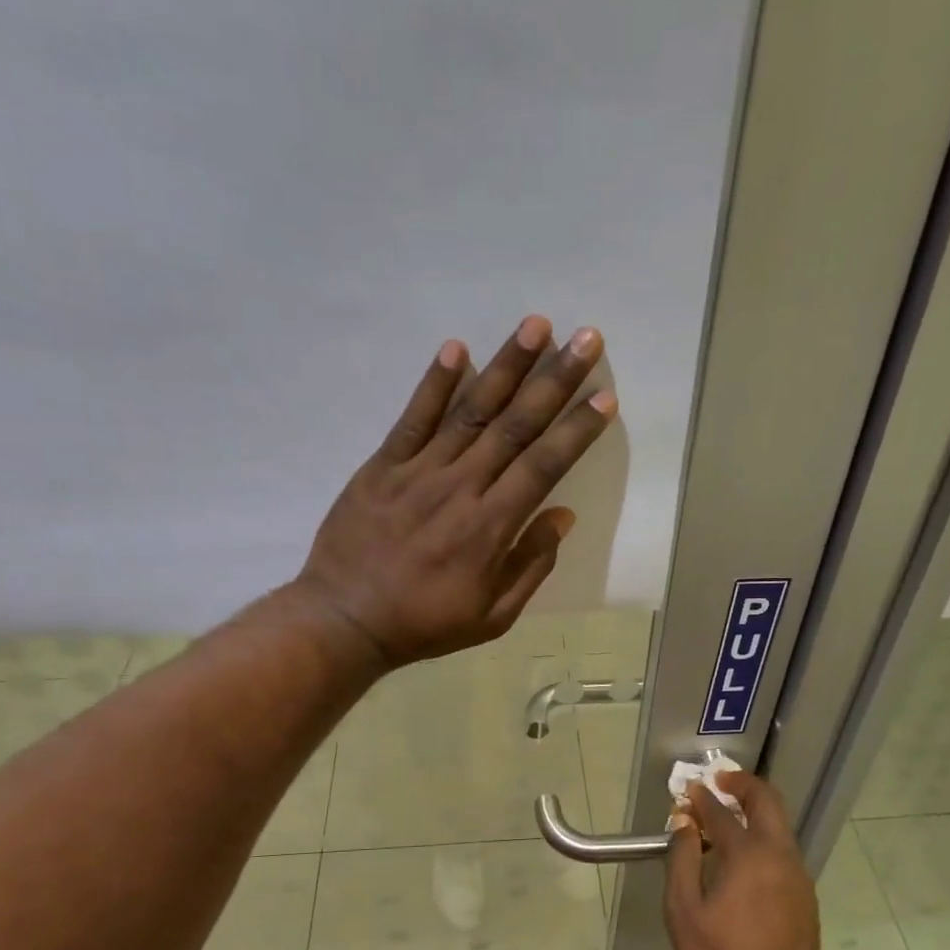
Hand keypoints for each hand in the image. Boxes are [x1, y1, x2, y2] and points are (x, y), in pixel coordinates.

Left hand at [293, 315, 616, 667]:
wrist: (345, 621)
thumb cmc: (424, 624)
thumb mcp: (492, 617)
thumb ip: (530, 566)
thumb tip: (562, 517)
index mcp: (491, 527)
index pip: (543, 466)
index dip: (576, 430)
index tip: (604, 398)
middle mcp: (460, 488)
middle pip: (515, 426)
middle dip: (554, 380)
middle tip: (586, 339)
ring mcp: (418, 472)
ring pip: (470, 411)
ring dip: (505, 366)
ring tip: (535, 325)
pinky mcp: (382, 467)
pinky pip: (412, 418)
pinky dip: (433, 383)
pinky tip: (457, 348)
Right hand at [664, 771, 822, 949]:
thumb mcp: (684, 910)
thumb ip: (682, 859)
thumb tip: (684, 823)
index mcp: (749, 854)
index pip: (721, 812)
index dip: (701, 797)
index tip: (687, 790)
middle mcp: (780, 855)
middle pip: (768, 801)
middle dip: (743, 784)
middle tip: (720, 781)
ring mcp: (798, 875)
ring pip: (780, 826)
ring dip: (755, 812)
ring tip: (726, 819)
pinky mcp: (805, 896)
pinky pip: (783, 851)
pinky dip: (763, 838)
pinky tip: (743, 859)